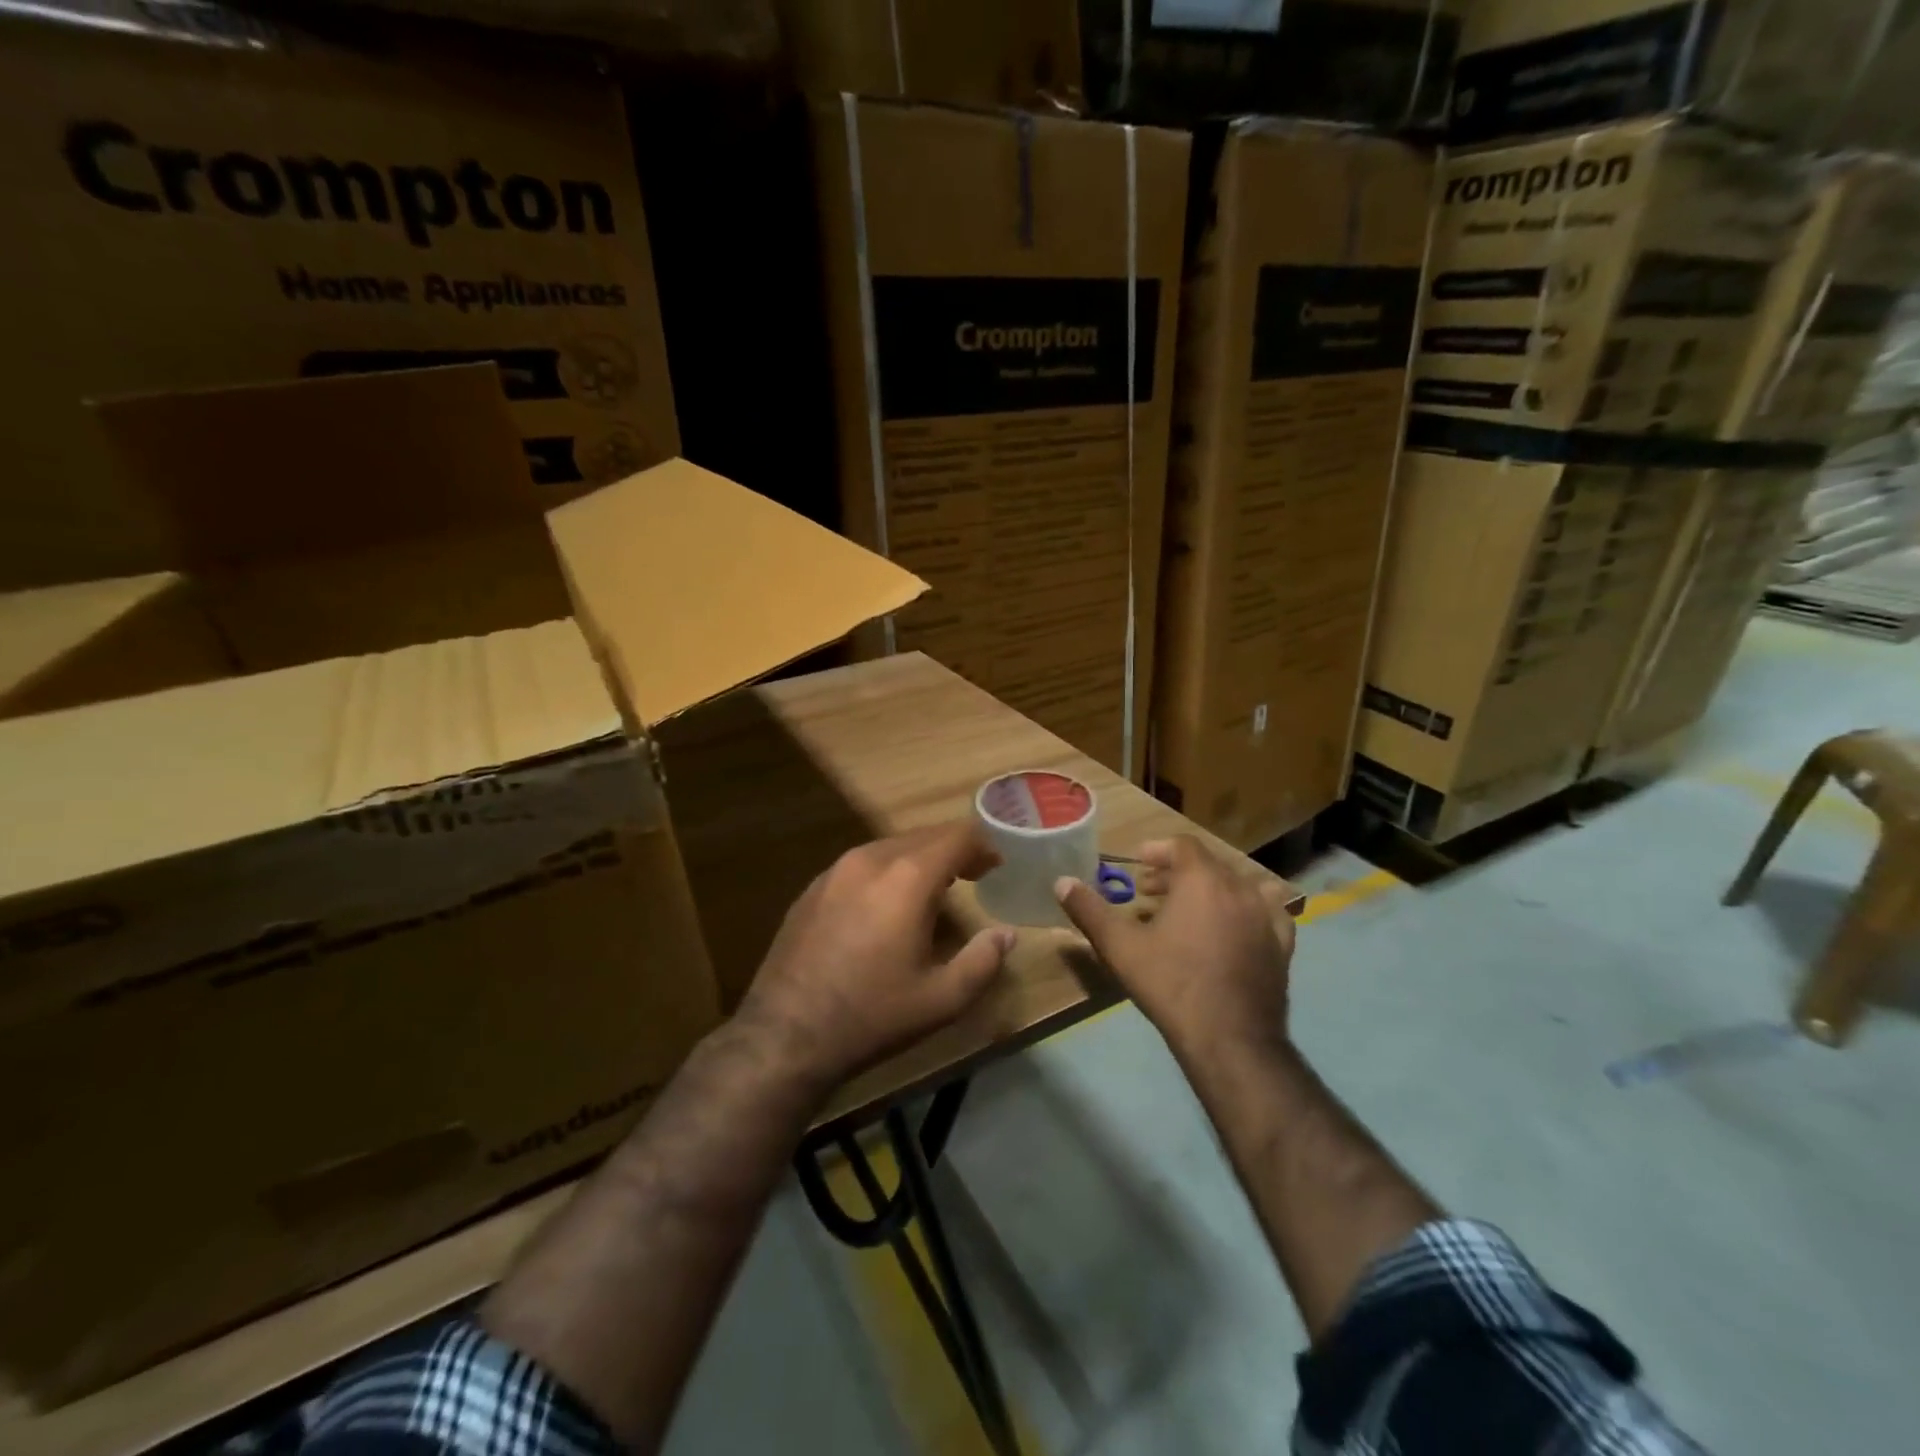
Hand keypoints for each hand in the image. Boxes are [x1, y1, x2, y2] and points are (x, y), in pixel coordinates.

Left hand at [735, 823, 1013, 1086]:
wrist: (786, 1034)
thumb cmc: (873, 1014)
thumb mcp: (942, 999)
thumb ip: (983, 961)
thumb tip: (1005, 935)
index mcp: (908, 877)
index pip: (957, 836)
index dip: (982, 846)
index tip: (995, 866)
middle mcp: (871, 859)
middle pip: (924, 836)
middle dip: (953, 850)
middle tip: (973, 876)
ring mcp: (835, 870)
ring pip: (890, 847)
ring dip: (919, 860)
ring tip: (933, 891)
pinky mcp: (812, 888)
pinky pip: (861, 864)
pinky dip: (886, 872)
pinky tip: (885, 907)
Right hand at [1054, 835, 1296, 1055]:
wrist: (1230, 1038)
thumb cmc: (1171, 983)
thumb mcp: (1120, 946)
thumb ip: (1089, 910)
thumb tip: (1061, 882)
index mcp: (1202, 880)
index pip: (1182, 846)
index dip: (1158, 850)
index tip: (1138, 866)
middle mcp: (1240, 888)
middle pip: (1208, 864)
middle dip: (1177, 872)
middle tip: (1151, 892)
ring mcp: (1267, 916)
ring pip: (1238, 886)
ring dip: (1211, 890)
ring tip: (1190, 911)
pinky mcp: (1283, 945)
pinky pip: (1267, 913)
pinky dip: (1246, 912)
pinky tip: (1234, 930)